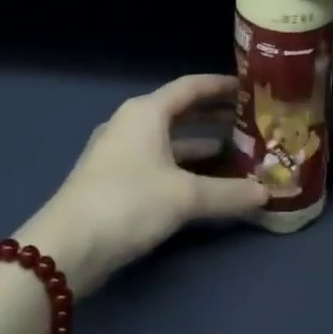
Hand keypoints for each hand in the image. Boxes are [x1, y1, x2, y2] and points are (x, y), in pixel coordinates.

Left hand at [16, 75, 266, 296]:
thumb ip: (228, 194)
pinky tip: (205, 184)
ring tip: (236, 154)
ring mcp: (119, 152)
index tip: (249, 87)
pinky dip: (182, 167)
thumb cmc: (128, 203)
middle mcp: (132, 123)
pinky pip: (157, 161)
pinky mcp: (113, 180)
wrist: (66, 248)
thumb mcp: (184, 197)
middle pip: (180, 112)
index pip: (191, 87)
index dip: (221, 86)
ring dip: (200, 146)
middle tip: (250, 121)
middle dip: (214, 117)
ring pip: (169, 140)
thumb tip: (266, 194)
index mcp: (146, 112)